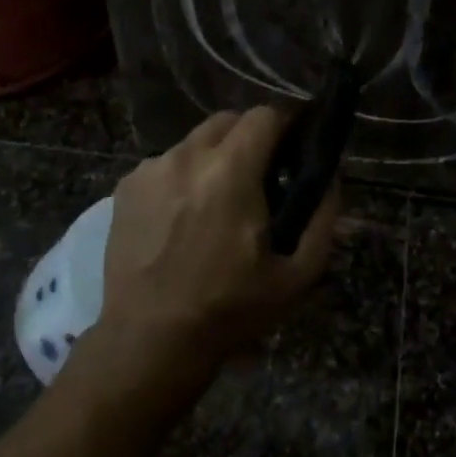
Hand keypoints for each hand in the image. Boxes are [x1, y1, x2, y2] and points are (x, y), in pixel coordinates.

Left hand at [95, 107, 340, 388]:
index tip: (292, 151)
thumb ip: (323, 216)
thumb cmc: (229, 309)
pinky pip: (166, 164)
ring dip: (214, 158)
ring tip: (216, 203)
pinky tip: (181, 218)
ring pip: (195, 141)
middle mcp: (187, 156)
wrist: (149, 341)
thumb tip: (330, 175)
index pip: (265, 115)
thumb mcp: (297, 274)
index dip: (285, 127)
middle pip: (228, 121)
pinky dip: (182, 177)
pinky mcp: (125, 187)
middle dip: (250, 139)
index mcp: (231, 171)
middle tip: (260, 179)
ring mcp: (150, 170)